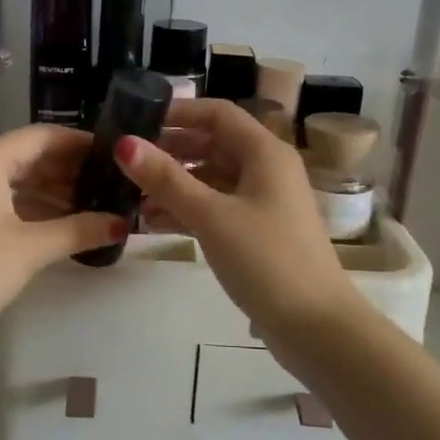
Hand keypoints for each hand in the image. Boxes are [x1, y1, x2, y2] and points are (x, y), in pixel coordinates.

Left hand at [0, 124, 125, 344]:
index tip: (114, 155)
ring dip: (51, 191)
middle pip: (28, 155)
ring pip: (14, 179)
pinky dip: (29, 206)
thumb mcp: (30, 249)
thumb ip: (79, 230)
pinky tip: (58, 224)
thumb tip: (122, 224)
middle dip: (69, 170)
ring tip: (91, 206)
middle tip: (109, 185)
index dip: (81, 144)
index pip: (44, 136)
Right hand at [116, 99, 361, 344]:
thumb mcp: (210, 216)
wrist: (316, 326)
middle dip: (170, 151)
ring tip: (131, 196)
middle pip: (213, 145)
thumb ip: (166, 179)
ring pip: (212, 180)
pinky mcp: (259, 233)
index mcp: (265, 152)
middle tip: (126, 162)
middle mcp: (267, 170)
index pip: (217, 114)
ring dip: (175, 184)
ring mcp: (265, 203)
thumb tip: (124, 143)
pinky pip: (217, 208)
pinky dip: (188, 210)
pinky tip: (153, 223)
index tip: (136, 122)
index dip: (178, 113)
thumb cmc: (266, 259)